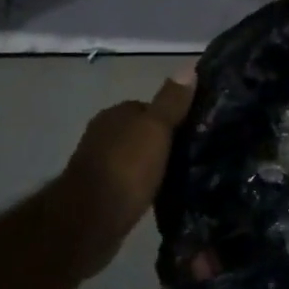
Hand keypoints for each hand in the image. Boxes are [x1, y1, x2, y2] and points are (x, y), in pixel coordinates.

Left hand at [56, 70, 195, 278]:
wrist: (90, 221)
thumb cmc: (125, 168)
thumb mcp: (155, 129)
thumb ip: (171, 101)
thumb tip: (189, 66)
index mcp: (115, 114)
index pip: (150, 107)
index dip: (174, 117)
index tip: (197, 131)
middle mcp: (104, 135)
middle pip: (142, 133)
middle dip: (164, 142)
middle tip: (195, 155)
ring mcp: (100, 165)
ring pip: (136, 158)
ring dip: (154, 166)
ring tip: (184, 177)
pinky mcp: (102, 194)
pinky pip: (131, 182)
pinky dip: (144, 186)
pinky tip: (161, 195)